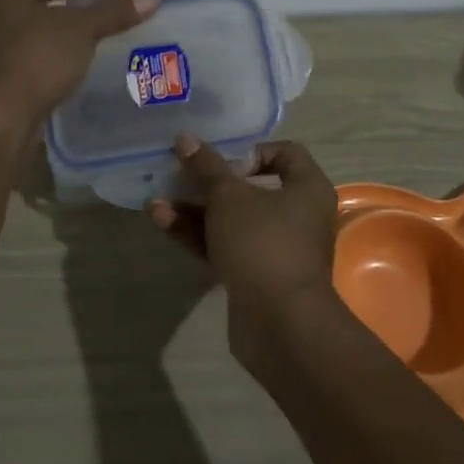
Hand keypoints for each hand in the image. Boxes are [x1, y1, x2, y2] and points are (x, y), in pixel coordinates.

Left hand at [0, 0, 157, 139]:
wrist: (2, 119)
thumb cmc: (38, 59)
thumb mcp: (82, 30)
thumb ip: (115, 11)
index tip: (119, 0)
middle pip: (44, 2)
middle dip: (77, 10)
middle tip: (109, 20)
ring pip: (35, 30)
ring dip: (63, 35)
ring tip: (95, 44)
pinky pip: (29, 54)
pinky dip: (50, 55)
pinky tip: (71, 66)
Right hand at [147, 134, 339, 365]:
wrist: (280, 324)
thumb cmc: (263, 243)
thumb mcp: (229, 197)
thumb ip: (206, 167)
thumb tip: (186, 139)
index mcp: (306, 187)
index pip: (285, 152)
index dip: (252, 150)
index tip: (223, 159)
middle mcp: (298, 215)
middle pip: (251, 188)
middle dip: (209, 183)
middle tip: (178, 176)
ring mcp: (277, 248)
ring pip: (232, 220)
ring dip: (194, 210)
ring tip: (156, 203)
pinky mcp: (257, 276)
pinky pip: (226, 246)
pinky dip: (198, 235)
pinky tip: (163, 223)